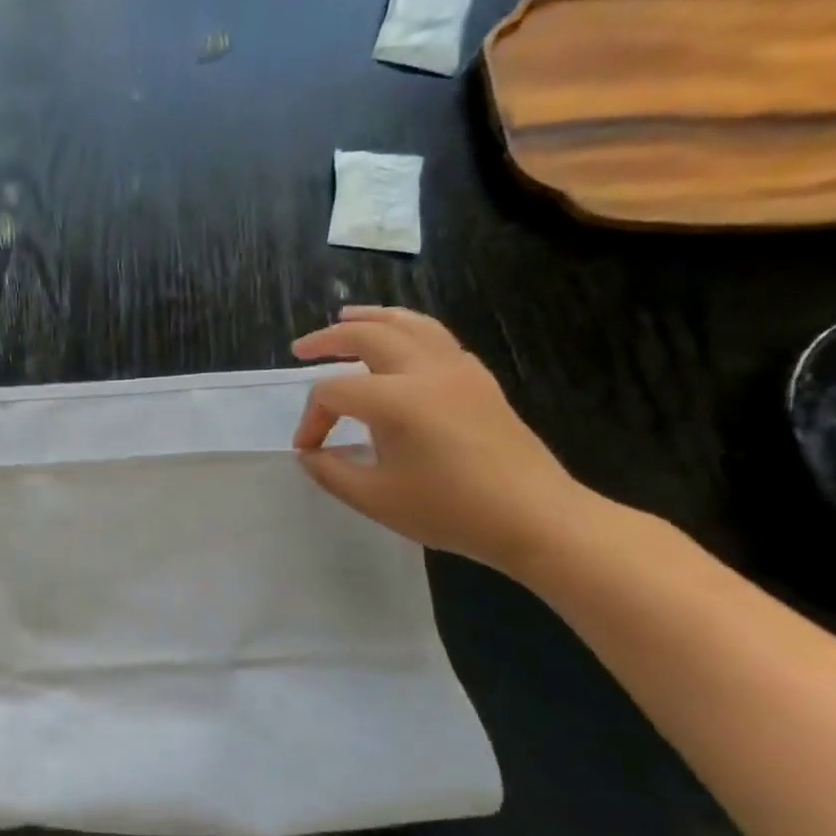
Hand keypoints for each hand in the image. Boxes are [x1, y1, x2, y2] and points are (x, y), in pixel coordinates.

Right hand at [291, 307, 589, 575]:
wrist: (535, 518)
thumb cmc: (449, 510)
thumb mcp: (373, 498)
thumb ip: (330, 471)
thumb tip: (309, 454)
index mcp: (397, 400)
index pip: (334, 392)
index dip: (311, 419)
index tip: (309, 450)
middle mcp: (427, 372)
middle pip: (369, 336)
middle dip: (329, 339)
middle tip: (301, 349)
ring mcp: (459, 371)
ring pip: (410, 324)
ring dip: (372, 319)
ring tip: (347, 317)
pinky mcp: (480, 381)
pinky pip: (437, 338)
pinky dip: (408, 331)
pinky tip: (399, 346)